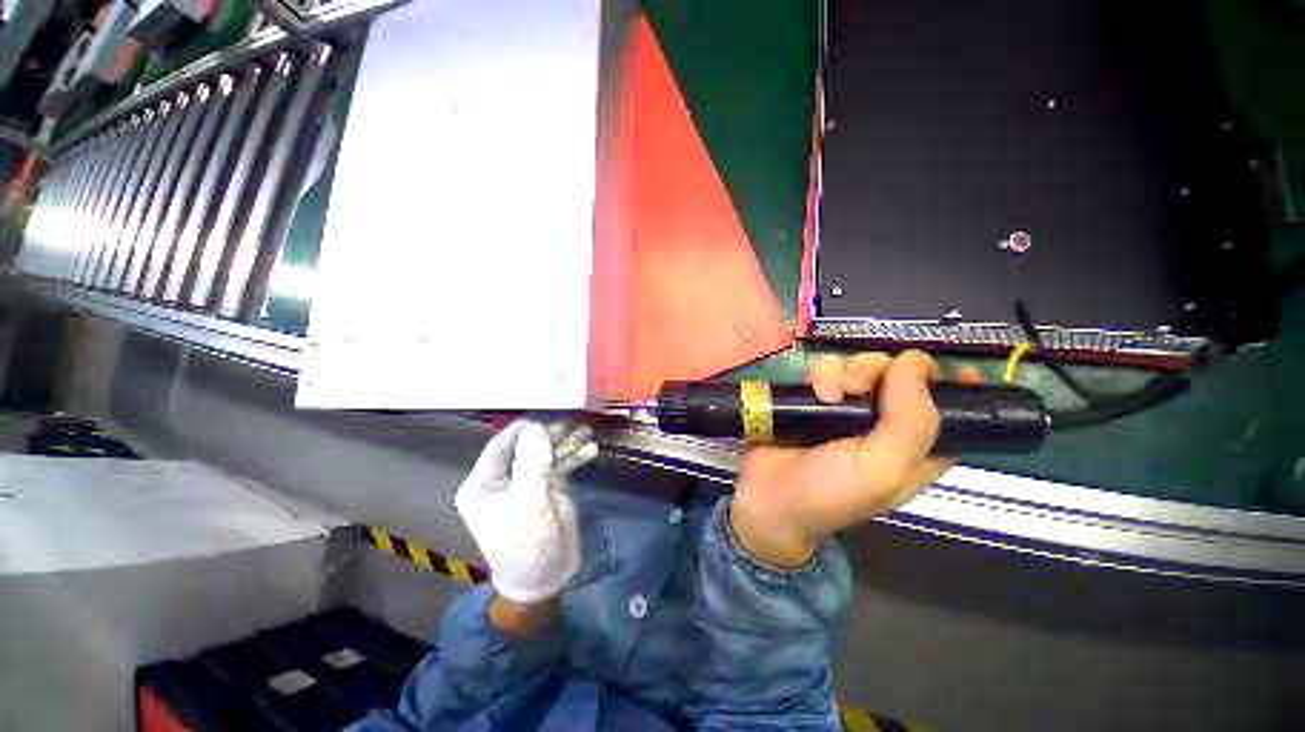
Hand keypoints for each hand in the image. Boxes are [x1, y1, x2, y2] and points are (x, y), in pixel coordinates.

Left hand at [456, 420, 597, 606]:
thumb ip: (533, 464)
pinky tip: (590, 450)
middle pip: (528, 445)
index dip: (525, 428)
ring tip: (586, 431)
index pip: (502, 444)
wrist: (547, 577)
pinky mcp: (549, 486)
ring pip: (547, 452)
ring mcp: (529, 480)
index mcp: (485, 482)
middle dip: (551, 433)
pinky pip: (561, 463)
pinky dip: (575, 455)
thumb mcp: (528, 503)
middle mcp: (505, 477)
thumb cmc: (526, 544)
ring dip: (566, 442)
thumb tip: (538, 426)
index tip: (549, 415)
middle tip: (574, 422)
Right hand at [731, 350, 979, 566]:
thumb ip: (911, 422)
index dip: (959, 389)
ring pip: (863, 366)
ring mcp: (848, 408)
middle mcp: (885, 424)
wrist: (768, 496)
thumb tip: (913, 363)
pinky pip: (827, 369)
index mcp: (915, 449)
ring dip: (848, 372)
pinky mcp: (816, 398)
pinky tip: (813, 392)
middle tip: (860, 388)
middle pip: (903, 377)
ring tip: (829, 396)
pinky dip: (821, 374)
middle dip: (883, 372)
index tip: (957, 369)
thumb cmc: (829, 492)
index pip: (952, 413)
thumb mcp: (881, 469)